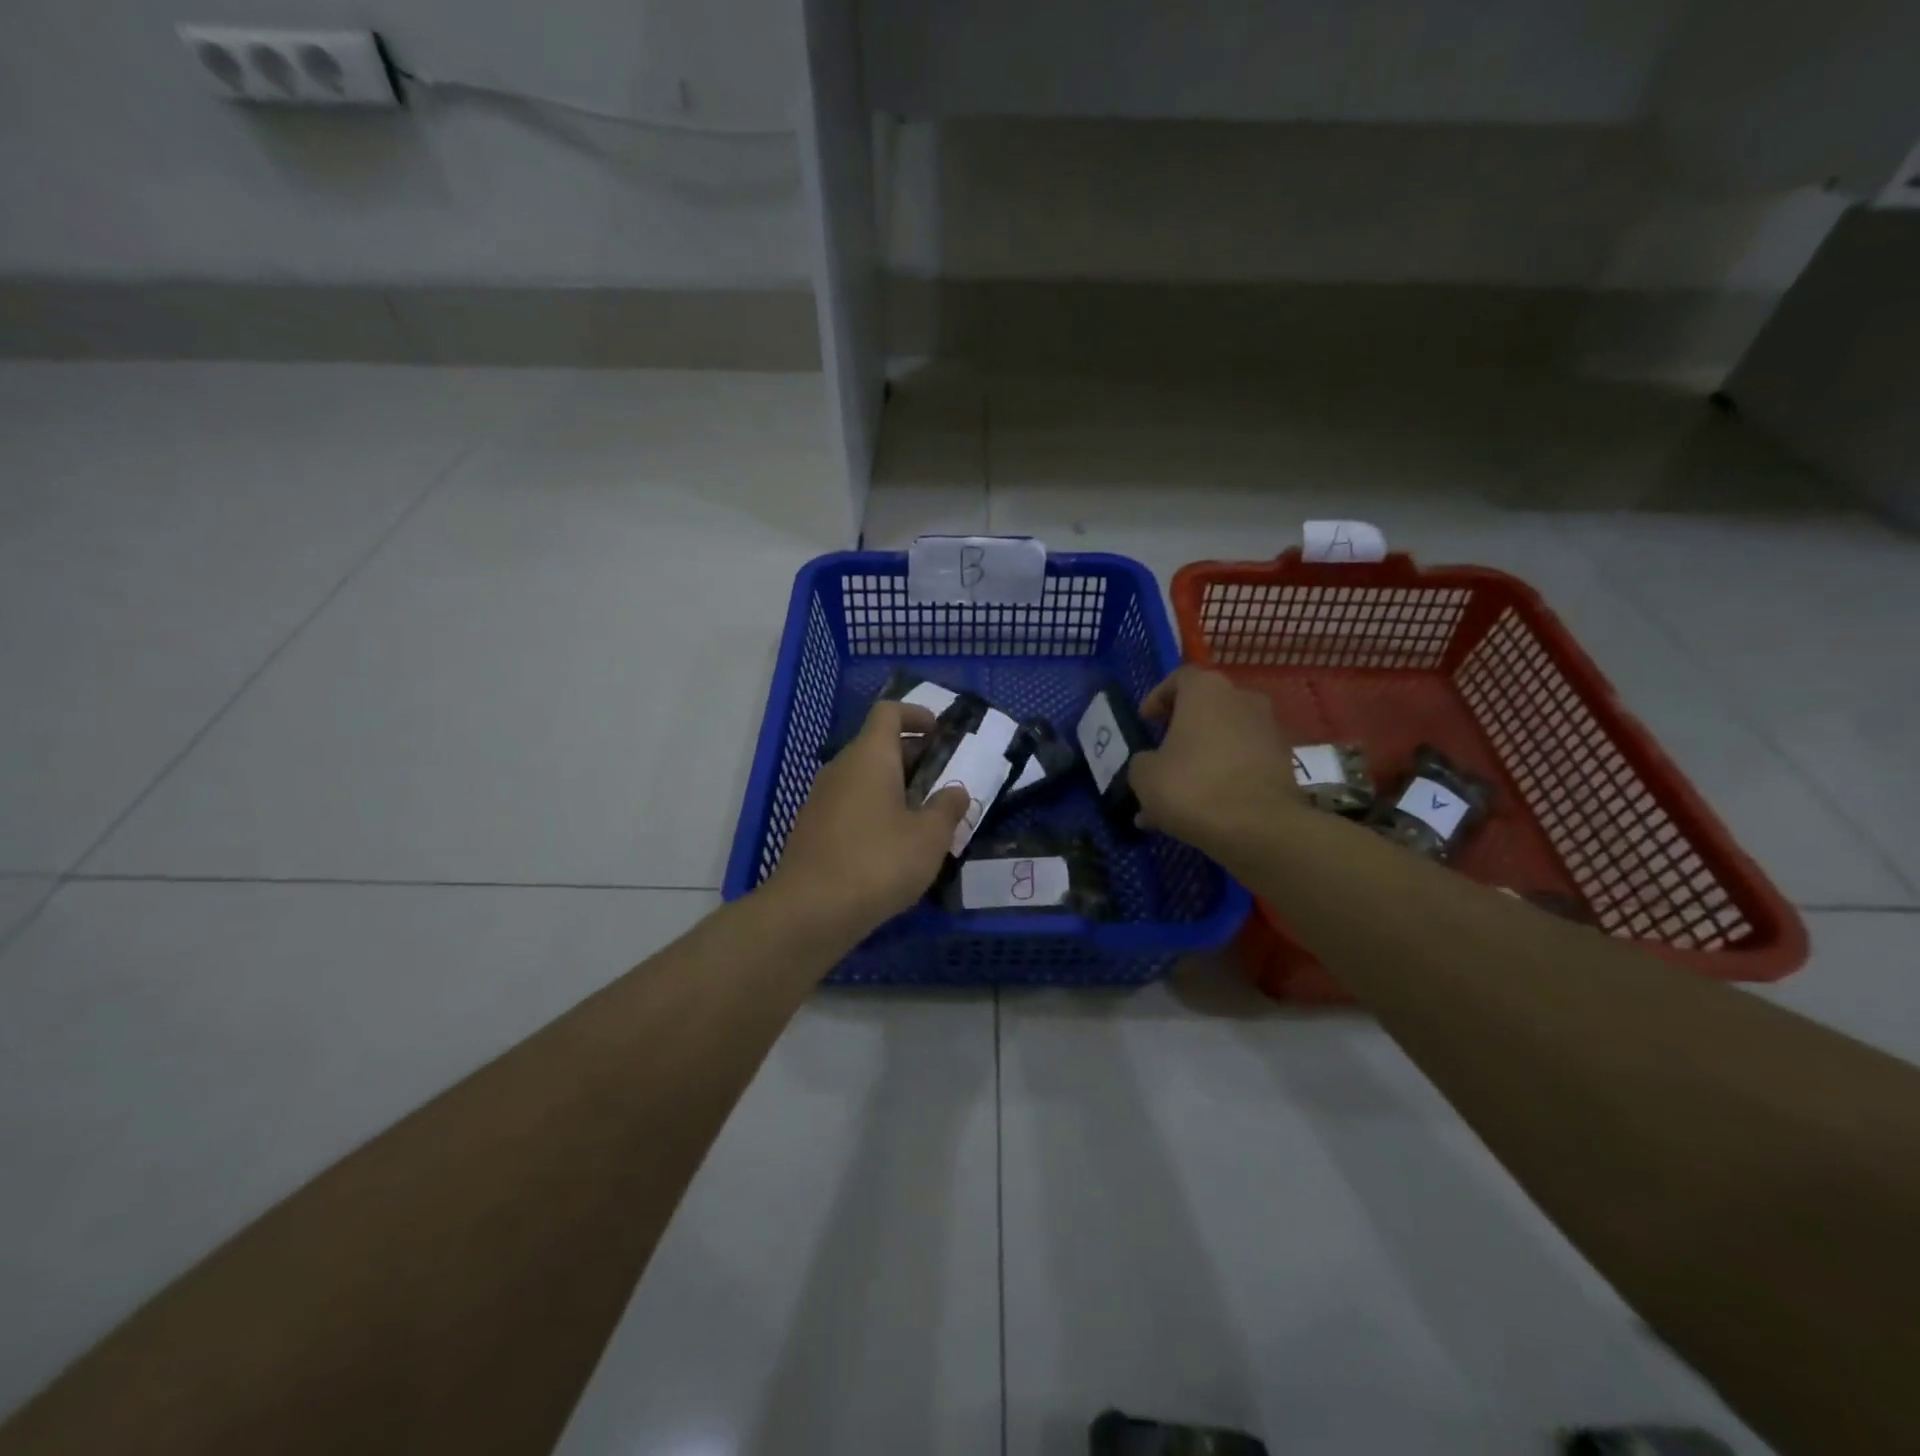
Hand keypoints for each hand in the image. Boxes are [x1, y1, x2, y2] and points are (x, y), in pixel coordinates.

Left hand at [763, 701, 970, 944]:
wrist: (810, 910)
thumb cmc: (878, 862)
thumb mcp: (929, 837)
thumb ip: (948, 808)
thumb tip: (956, 791)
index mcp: (870, 756)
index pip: (888, 712)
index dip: (916, 714)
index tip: (940, 732)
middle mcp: (841, 767)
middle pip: (877, 744)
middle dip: (913, 755)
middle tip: (943, 778)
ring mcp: (822, 798)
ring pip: (864, 776)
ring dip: (895, 785)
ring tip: (924, 814)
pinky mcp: (813, 827)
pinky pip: (850, 803)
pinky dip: (875, 809)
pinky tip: (893, 843)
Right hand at [1127, 666, 1301, 852]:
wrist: (1259, 828)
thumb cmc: (1193, 787)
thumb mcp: (1145, 775)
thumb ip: (1142, 762)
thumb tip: (1150, 764)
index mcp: (1207, 690)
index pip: (1179, 678)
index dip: (1158, 698)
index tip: (1146, 721)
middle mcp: (1242, 700)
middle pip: (1205, 709)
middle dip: (1181, 732)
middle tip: (1160, 757)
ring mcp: (1268, 731)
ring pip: (1223, 741)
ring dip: (1200, 761)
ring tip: (1175, 797)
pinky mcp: (1283, 763)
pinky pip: (1242, 764)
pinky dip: (1222, 779)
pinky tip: (1201, 812)